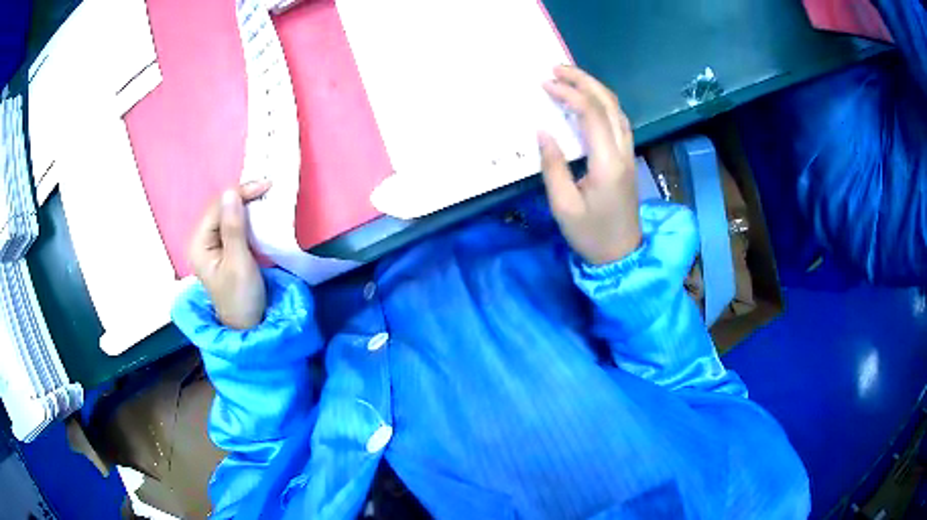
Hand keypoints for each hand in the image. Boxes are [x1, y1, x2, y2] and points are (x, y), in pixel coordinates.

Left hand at [189, 181, 270, 329]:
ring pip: (227, 214)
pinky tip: (258, 212)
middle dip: (243, 196)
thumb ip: (234, 227)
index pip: (217, 207)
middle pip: (220, 208)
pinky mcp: (223, 249)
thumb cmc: (241, 297)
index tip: (266, 185)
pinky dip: (246, 217)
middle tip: (268, 187)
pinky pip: (232, 225)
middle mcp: (201, 240)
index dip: (240, 193)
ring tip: (265, 195)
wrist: (247, 325)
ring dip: (246, 205)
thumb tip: (231, 192)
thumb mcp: (239, 262)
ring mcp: (211, 245)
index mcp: (199, 243)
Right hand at [540, 65, 641, 264]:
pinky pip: (619, 121)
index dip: (569, 93)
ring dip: (595, 89)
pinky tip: (588, 101)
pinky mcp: (628, 158)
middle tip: (556, 68)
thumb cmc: (591, 235)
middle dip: (584, 81)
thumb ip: (553, 165)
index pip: (591, 114)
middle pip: (609, 104)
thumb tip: (542, 130)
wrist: (622, 255)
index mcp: (607, 163)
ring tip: (570, 78)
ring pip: (617, 110)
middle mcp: (623, 151)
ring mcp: (629, 154)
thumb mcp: (563, 205)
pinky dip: (603, 103)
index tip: (545, 84)